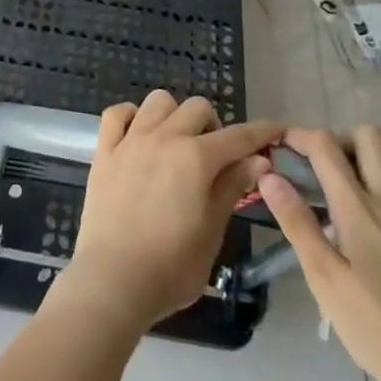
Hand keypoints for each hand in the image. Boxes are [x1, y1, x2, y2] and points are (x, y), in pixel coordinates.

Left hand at [57, 91, 282, 332]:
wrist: (113, 279)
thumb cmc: (171, 266)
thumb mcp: (212, 231)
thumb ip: (232, 188)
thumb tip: (258, 161)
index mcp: (196, 158)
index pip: (238, 137)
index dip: (261, 132)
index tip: (276, 130)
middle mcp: (164, 137)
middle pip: (197, 108)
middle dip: (214, 126)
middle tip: (214, 157)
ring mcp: (131, 140)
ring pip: (158, 101)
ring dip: (174, 115)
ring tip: (176, 144)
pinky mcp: (104, 149)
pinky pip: (117, 113)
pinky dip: (131, 117)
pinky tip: (138, 136)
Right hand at [259, 126, 380, 380]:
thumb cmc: (376, 327)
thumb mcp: (324, 280)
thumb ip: (297, 222)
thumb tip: (269, 175)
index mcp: (357, 208)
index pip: (325, 147)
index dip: (300, 136)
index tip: (283, 147)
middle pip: (369, 137)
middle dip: (342, 139)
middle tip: (326, 166)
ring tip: (367, 174)